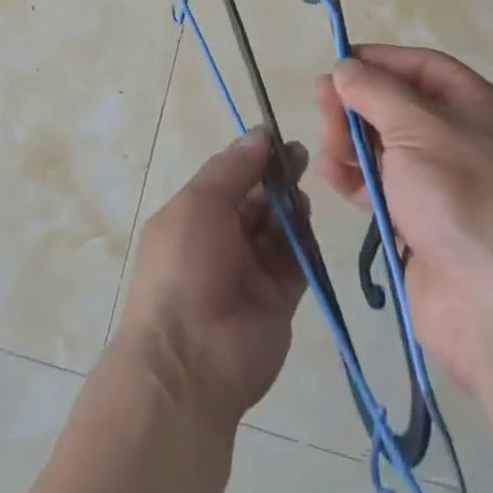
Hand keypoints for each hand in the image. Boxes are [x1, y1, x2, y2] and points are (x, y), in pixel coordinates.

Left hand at [117, 127, 309, 424]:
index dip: (252, 157)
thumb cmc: (185, 265)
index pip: (228, 178)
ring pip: (277, 227)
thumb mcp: (199, 202)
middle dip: (276, 177)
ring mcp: (250, 271)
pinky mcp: (279, 299)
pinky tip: (307, 220)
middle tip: (300, 156)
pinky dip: (304, 240)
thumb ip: (233, 167)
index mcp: (193, 216)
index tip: (277, 137)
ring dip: (289, 206)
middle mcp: (221, 240)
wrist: (192, 359)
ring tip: (300, 191)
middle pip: (255, 200)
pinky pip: (296, 261)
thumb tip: (259, 134)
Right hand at [313, 46, 492, 392]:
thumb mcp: (418, 128)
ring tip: (328, 149)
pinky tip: (333, 177)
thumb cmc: (465, 197)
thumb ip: (376, 91)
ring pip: (388, 150)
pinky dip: (356, 180)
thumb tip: (347, 68)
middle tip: (322, 106)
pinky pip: (384, 191)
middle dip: (358, 104)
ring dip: (352, 143)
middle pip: (401, 108)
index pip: (425, 68)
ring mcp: (446, 190)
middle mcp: (466, 144)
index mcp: (481, 110)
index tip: (339, 63)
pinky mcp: (425, 229)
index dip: (381, 61)